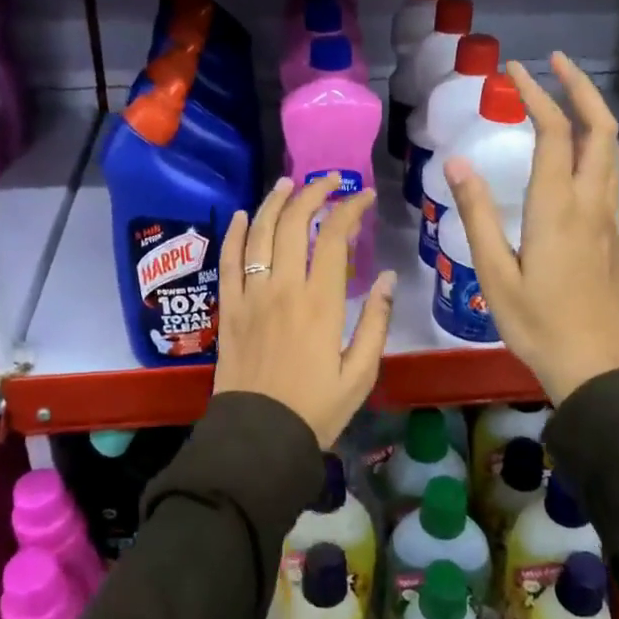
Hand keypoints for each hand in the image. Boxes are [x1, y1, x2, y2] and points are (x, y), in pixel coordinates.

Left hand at [213, 173, 396, 448]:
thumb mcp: (361, 372)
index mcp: (320, 303)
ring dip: (274, 203)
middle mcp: (283, 288)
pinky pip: (229, 261)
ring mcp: (251, 295)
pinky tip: (243, 215)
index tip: (363, 196)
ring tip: (288, 184)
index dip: (350, 209)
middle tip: (329, 181)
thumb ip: (376, 321)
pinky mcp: (229, 308)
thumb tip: (389, 278)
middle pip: (295, 224)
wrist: (259, 437)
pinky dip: (235, 234)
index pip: (334, 237)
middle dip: (313, 193)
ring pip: (260, 234)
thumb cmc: (316, 408)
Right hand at [443, 53, 618, 405]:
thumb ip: (477, 214)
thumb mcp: (494, 273)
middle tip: (553, 63)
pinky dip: (596, 141)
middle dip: (580, 87)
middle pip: (601, 128)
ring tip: (565, 93)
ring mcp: (610, 217)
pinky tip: (574, 149)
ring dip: (593, 111)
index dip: (536, 95)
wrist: (597, 367)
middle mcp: (592, 201)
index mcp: (559, 207)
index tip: (514, 70)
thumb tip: (457, 162)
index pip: (554, 132)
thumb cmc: (537, 324)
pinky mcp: (615, 233)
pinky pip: (610, 171)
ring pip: (612, 148)